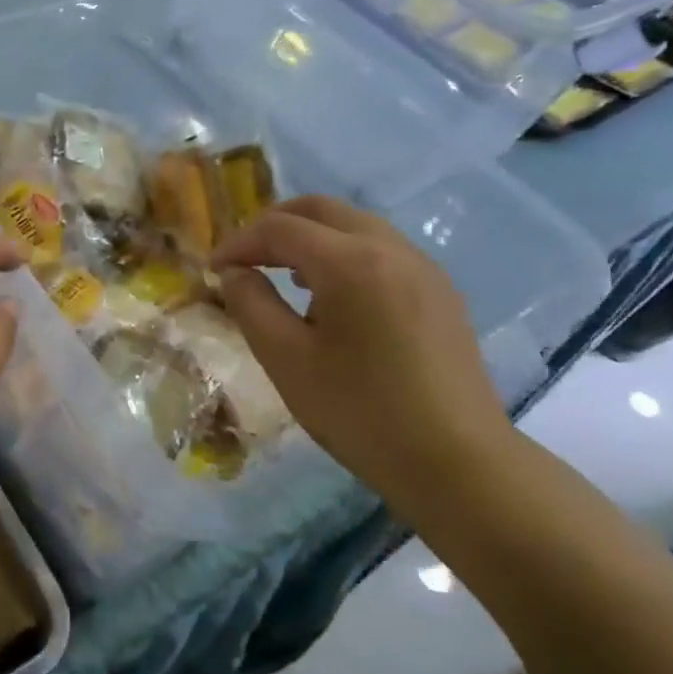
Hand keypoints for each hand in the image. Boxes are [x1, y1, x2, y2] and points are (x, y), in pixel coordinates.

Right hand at [211, 196, 511, 497]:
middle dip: (275, 225)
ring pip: (355, 225)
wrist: (457, 463)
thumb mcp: (286, 360)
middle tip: (245, 258)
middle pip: (322, 209)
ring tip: (284, 275)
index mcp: (351, 262)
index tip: (214, 270)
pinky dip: (344, 254)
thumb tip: (234, 273)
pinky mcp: (440, 292)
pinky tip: (333, 297)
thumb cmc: (360, 412)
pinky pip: (382, 250)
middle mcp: (391, 249)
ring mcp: (423, 267)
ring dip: (312, 237)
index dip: (239, 243)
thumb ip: (251, 304)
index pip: (280, 228)